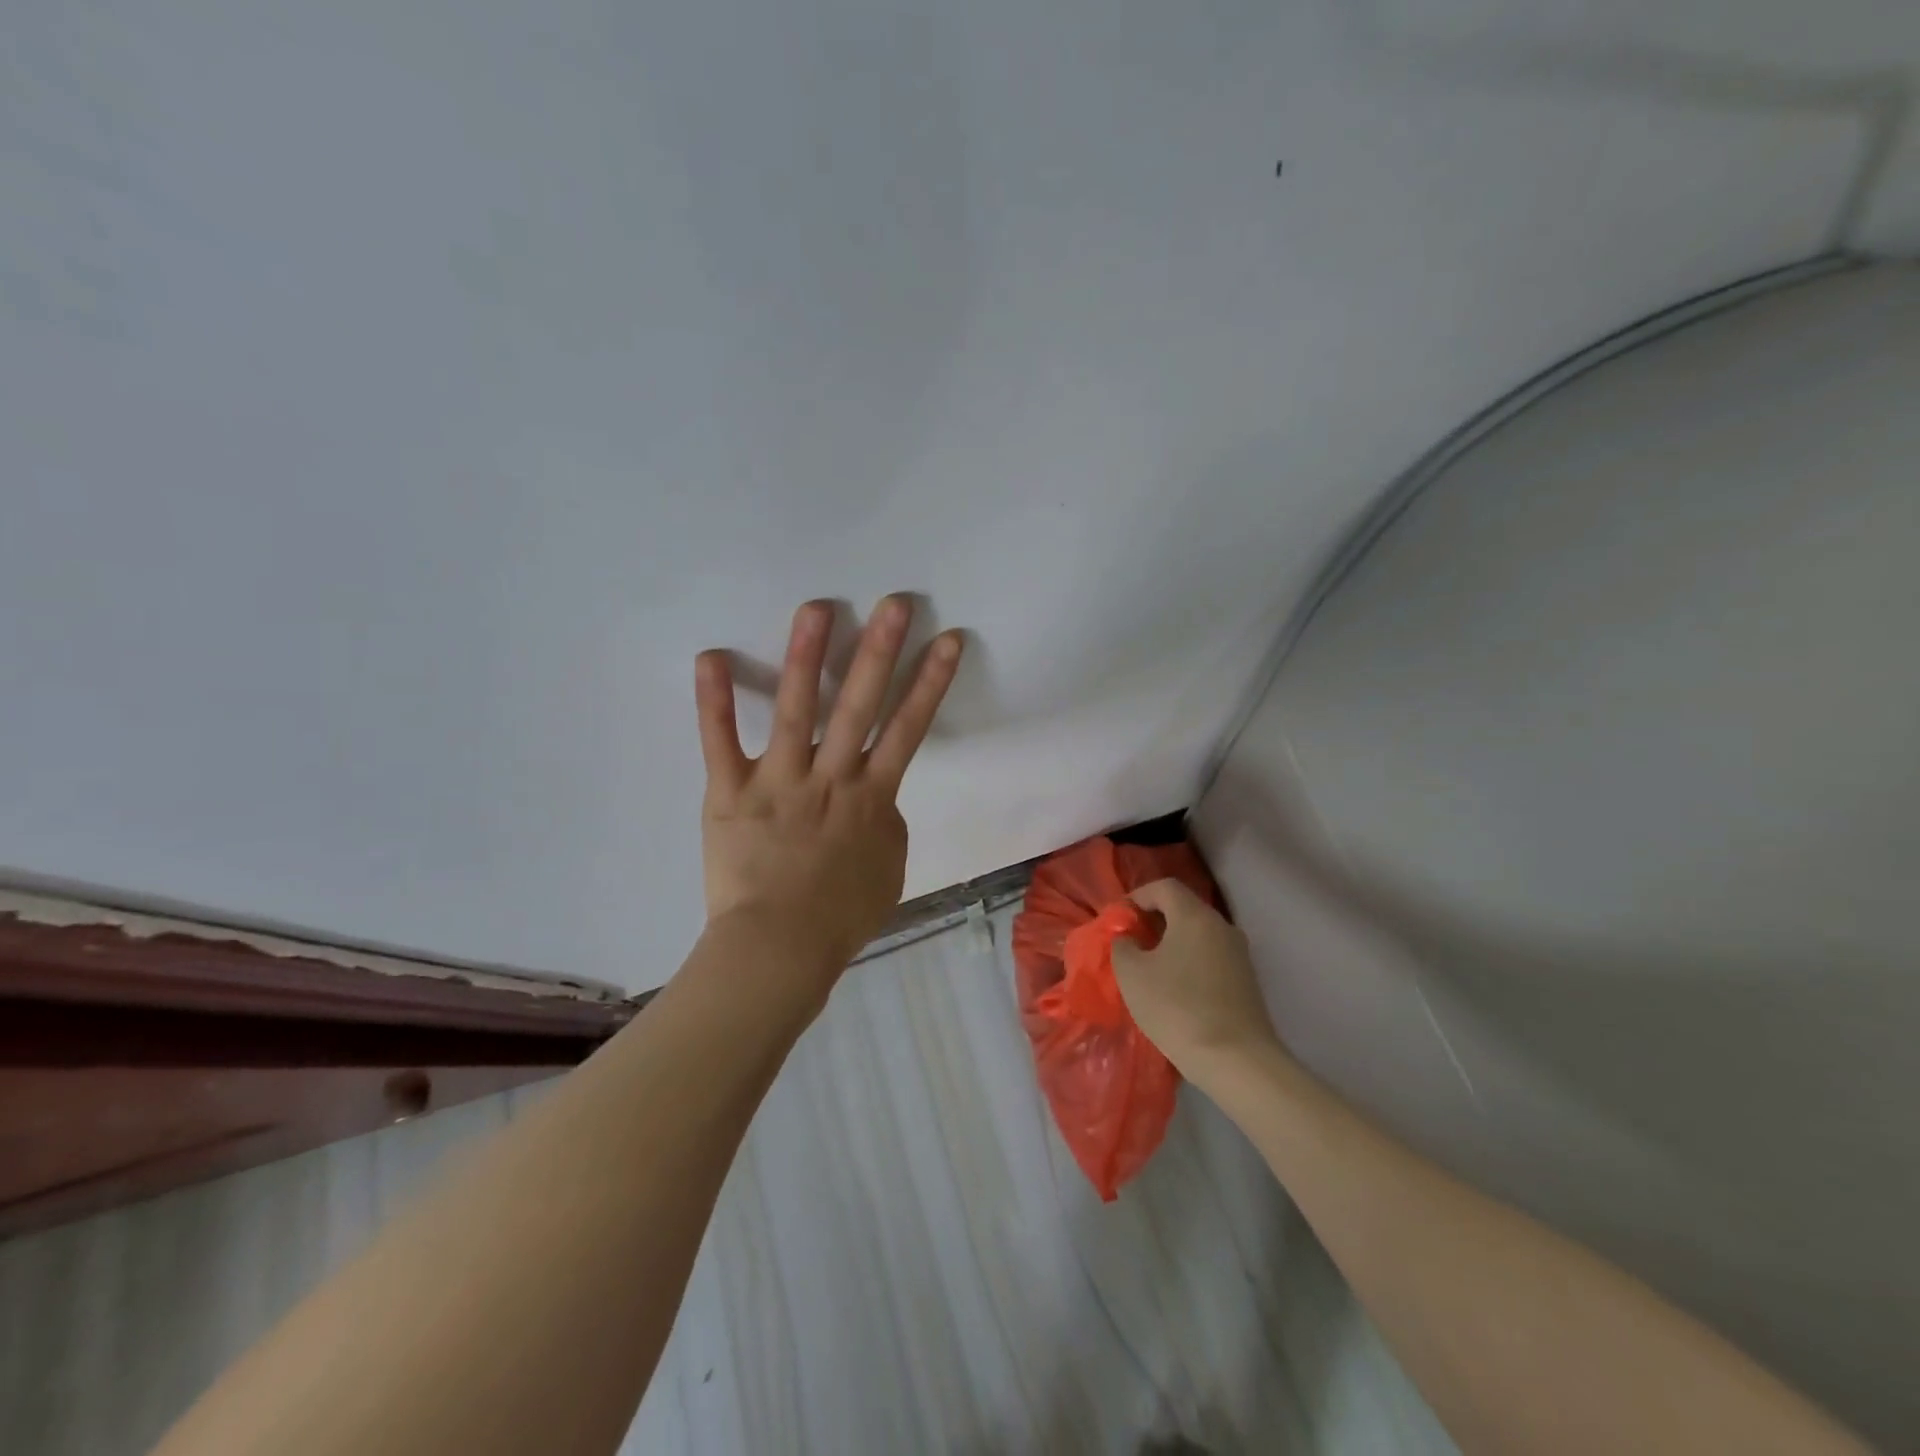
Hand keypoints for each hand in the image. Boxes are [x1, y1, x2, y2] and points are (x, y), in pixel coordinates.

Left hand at [695, 596, 963, 970]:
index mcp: (871, 797)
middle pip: (859, 707)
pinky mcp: (730, 793)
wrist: (779, 950)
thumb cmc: (839, 917)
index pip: (908, 729)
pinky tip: (710, 656)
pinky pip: (720, 742)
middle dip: (880, 652)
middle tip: (894, 604)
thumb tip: (875, 796)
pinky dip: (714, 700)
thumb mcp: (887, 869)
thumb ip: (885, 823)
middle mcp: (830, 778)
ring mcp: (778, 782)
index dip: (930, 683)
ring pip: (795, 711)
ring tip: (817, 608)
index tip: (946, 640)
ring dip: (806, 657)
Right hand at [1111, 879, 1282, 1084]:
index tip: (1118, 919)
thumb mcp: (1132, 975)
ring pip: (1198, 934)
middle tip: (1130, 943)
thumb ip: (1123, 946)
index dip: (1137, 896)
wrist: (1237, 1061)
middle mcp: (1221, 926)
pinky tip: (1175, 990)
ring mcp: (1239, 954)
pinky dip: (1189, 962)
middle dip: (1153, 920)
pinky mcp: (1247, 980)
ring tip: (1149, 969)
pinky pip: (1210, 957)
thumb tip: (1129, 939)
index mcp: (1194, 916)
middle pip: (1183, 908)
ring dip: (1172, 943)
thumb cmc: (1178, 1009)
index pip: (1164, 887)